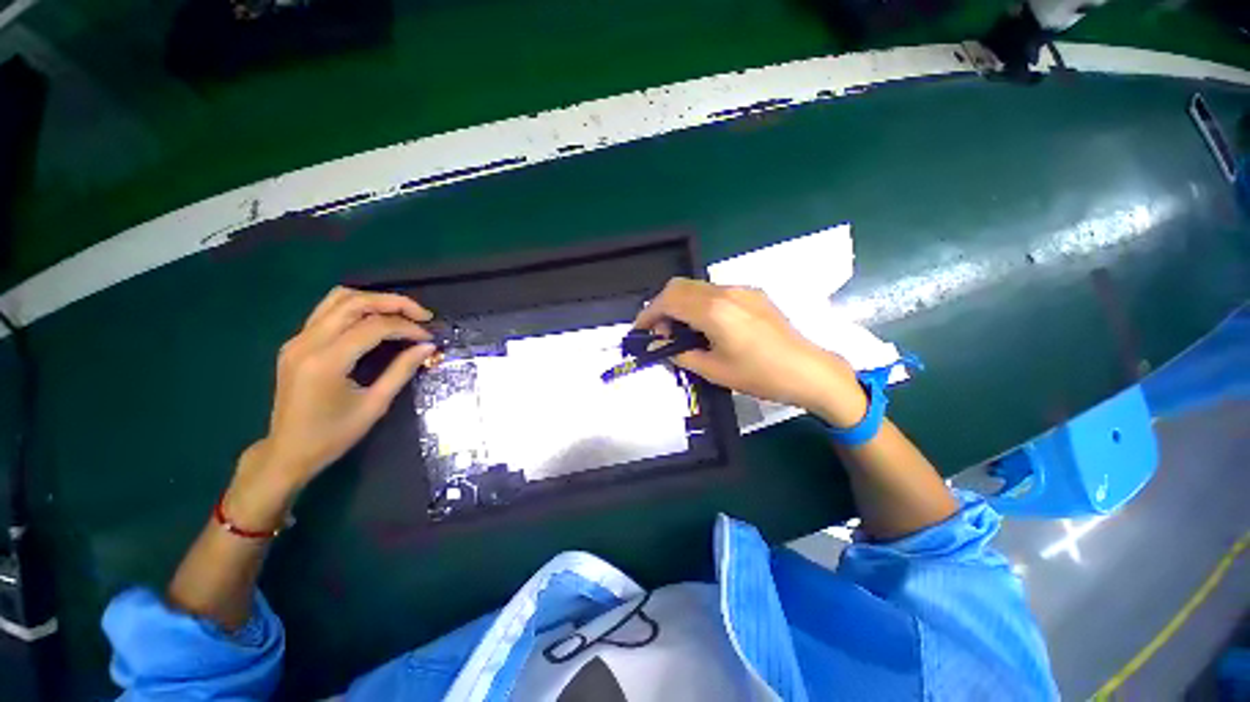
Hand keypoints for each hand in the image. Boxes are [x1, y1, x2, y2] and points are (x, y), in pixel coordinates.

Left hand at [227, 287, 436, 523]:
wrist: (287, 452)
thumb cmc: (333, 435)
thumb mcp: (375, 405)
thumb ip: (402, 371)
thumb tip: (427, 347)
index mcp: (326, 362)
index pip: (374, 327)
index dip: (407, 327)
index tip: (429, 338)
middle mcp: (307, 342)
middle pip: (354, 302)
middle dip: (394, 303)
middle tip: (422, 315)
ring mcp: (297, 340)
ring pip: (338, 299)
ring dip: (374, 300)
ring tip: (402, 313)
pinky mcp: (296, 342)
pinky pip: (328, 311)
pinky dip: (357, 308)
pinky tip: (376, 321)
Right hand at [633, 278, 867, 427]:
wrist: (808, 371)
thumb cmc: (760, 376)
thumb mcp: (714, 371)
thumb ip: (681, 354)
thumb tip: (663, 345)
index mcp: (714, 311)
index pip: (668, 301)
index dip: (648, 314)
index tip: (640, 331)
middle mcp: (725, 292)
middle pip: (679, 286)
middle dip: (662, 306)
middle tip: (660, 332)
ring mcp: (741, 289)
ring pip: (696, 287)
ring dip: (680, 303)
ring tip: (681, 331)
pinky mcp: (752, 293)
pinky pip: (714, 291)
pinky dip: (698, 303)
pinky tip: (705, 325)